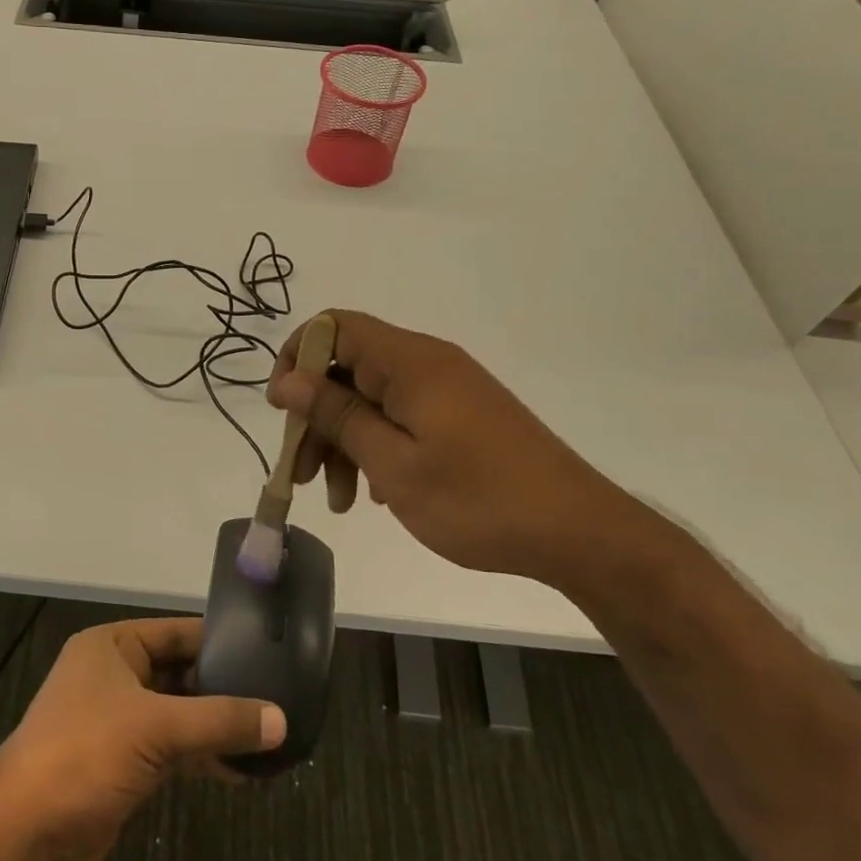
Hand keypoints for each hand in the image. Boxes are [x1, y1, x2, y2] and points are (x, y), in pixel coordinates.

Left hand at [0, 618, 283, 860]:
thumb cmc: (83, 756)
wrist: (22, 840)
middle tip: (280, 697)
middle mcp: (114, 677)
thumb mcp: (155, 728)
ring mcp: (118, 724)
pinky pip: (173, 751)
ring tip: (271, 736)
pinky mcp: (123, 767)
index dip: (221, 640)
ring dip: (217, 728)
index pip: (177, 632)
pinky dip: (203, 758)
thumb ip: (219, 720)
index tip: (270, 650)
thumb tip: (281, 719)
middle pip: (181, 674)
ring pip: (179, 715)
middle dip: (225, 688)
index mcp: (112, 646)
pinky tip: (241, 771)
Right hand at [265, 309, 632, 584]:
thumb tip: (289, 379)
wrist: (578, 533)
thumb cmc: (478, 499)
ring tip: (339, 500)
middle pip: (347, 368)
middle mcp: (425, 363)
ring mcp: (445, 389)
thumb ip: (337, 415)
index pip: (333, 327)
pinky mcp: (459, 414)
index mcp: (409, 361)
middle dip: (317, 416)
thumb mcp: (393, 464)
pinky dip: (376, 447)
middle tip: (303, 472)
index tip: (282, 411)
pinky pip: (399, 416)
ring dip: (344, 441)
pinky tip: (375, 493)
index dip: (296, 359)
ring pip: (370, 397)